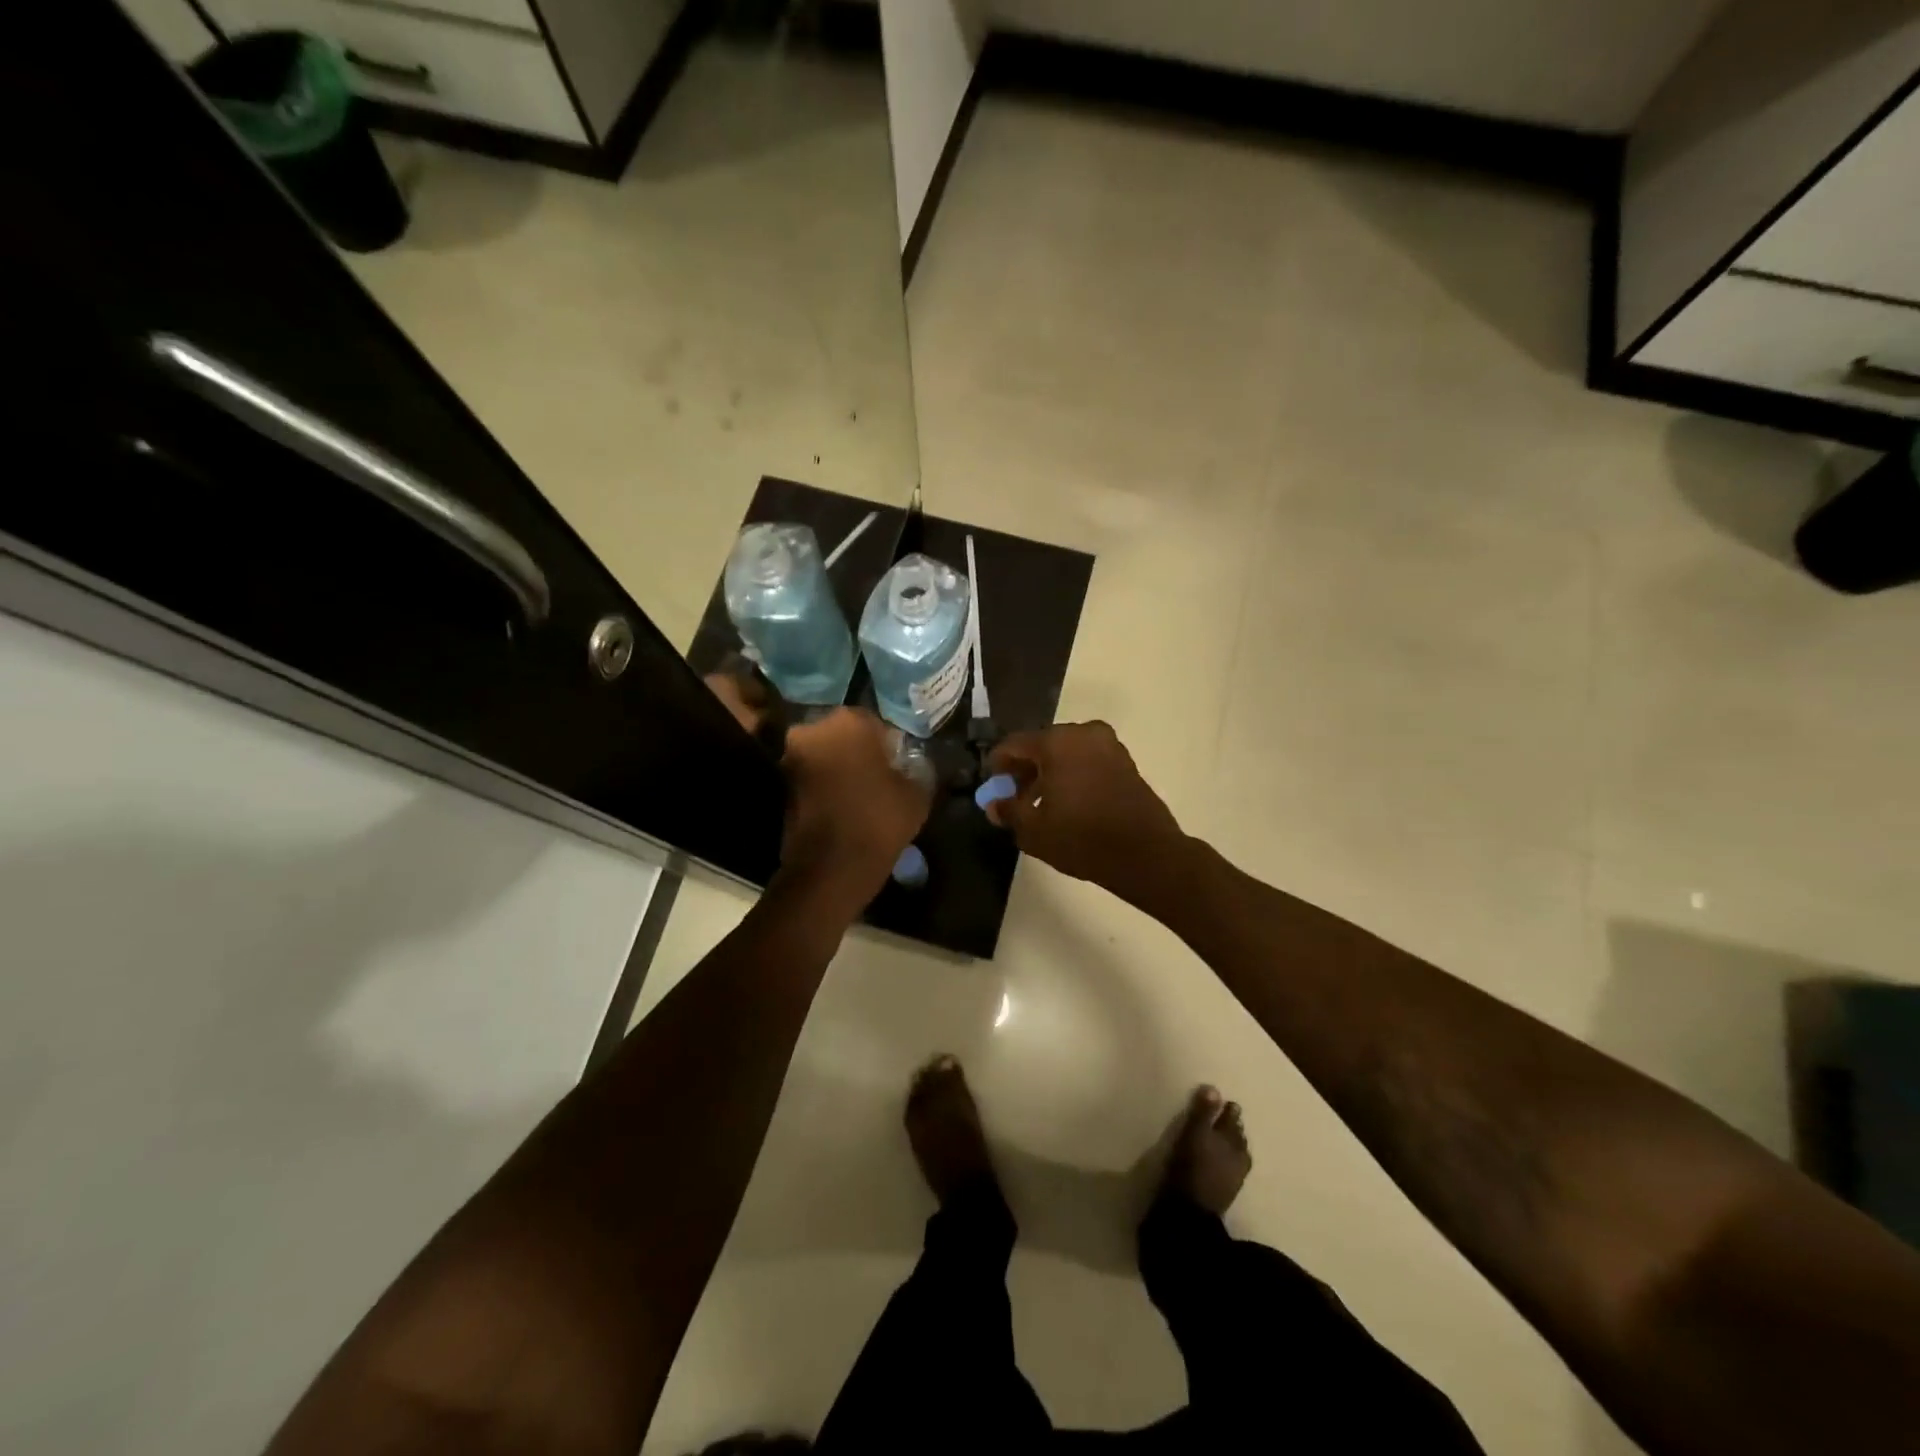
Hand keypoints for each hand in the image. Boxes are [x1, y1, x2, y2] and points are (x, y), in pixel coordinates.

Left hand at [780, 708, 932, 903]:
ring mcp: (792, 757)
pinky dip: (826, 785)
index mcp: (848, 722)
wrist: (831, 867)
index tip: (898, 764)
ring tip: (862, 793)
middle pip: (844, 735)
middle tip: (879, 776)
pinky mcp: (782, 785)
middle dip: (859, 750)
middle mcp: (814, 730)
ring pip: (825, 754)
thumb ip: (916, 768)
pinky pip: (812, 776)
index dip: (889, 744)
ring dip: (840, 767)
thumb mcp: (917, 793)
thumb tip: (912, 763)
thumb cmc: (879, 820)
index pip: (875, 723)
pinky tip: (845, 805)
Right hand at [987, 721, 1186, 901]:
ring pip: (1066, 753)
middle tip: (1015, 796)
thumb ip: (1009, 811)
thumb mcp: (1034, 830)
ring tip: (1040, 804)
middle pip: (1042, 745)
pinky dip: (1073, 775)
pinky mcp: (1126, 762)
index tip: (993, 786)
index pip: (1014, 744)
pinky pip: (1088, 761)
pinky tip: (1068, 803)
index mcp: (1057, 742)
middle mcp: (1083, 734)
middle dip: (1025, 769)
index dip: (998, 765)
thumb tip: (995, 805)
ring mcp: (1109, 746)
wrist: (1145, 854)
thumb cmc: (1082, 838)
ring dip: (1049, 773)